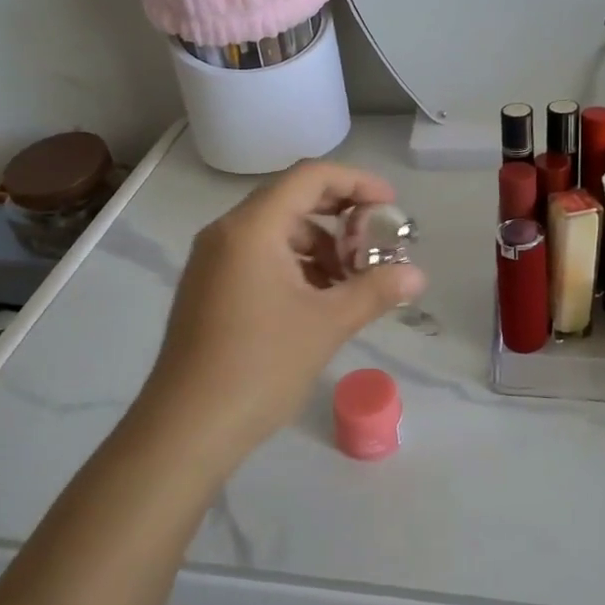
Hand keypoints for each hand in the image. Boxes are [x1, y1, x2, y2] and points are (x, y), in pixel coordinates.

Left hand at [136, 161, 425, 459]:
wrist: (187, 427)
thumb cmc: (260, 366)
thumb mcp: (326, 325)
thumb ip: (375, 291)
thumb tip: (417, 275)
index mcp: (252, 228)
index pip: (310, 177)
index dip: (356, 182)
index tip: (391, 206)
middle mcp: (226, 232)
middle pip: (292, 199)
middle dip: (340, 217)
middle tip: (375, 246)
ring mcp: (212, 260)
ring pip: (276, 231)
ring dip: (319, 246)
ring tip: (350, 283)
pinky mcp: (208, 287)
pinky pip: (259, 256)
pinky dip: (294, 265)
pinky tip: (318, 300)